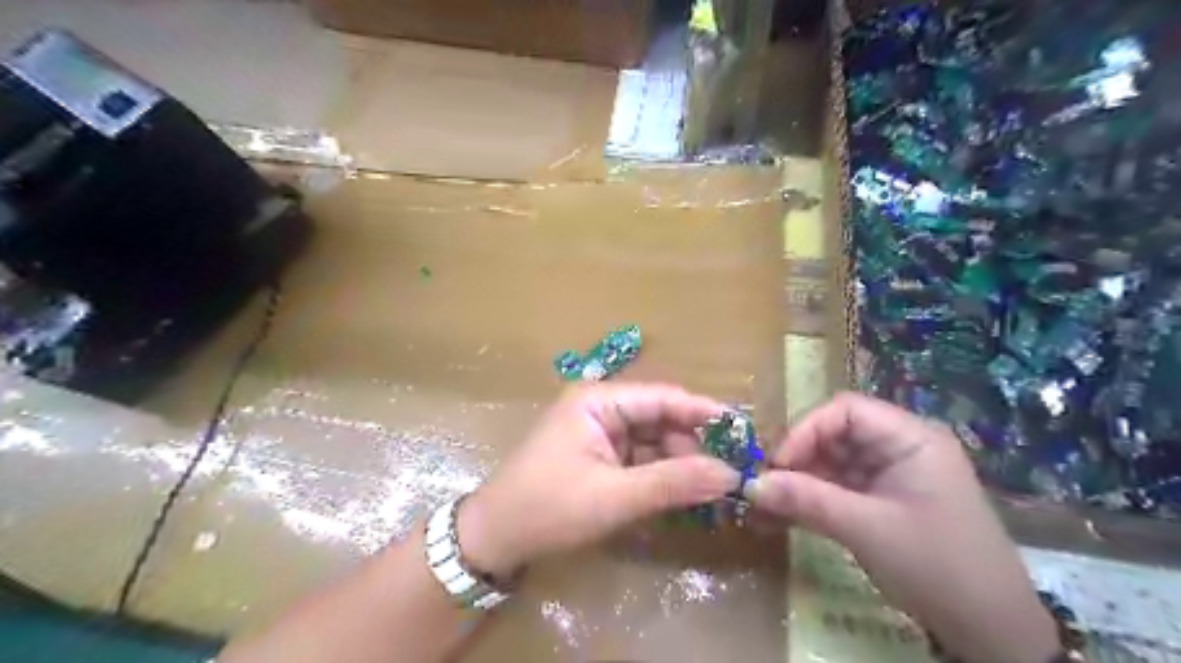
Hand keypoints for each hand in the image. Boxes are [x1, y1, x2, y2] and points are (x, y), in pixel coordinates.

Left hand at [453, 387, 734, 576]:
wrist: (493, 539)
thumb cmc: (548, 508)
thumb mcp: (614, 497)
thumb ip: (673, 483)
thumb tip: (731, 475)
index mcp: (598, 400)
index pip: (663, 398)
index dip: (704, 413)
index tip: (745, 432)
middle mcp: (601, 407)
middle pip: (661, 419)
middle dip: (694, 446)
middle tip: (733, 474)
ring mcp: (599, 432)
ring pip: (654, 441)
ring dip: (681, 464)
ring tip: (715, 491)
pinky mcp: (599, 456)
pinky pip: (641, 459)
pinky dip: (662, 476)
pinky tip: (685, 495)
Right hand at [745, 394, 1062, 662]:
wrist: (993, 635)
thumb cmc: (938, 567)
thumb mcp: (867, 529)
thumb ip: (807, 500)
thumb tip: (751, 485)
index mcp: (910, 438)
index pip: (845, 411)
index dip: (805, 430)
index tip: (777, 465)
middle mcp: (899, 448)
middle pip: (833, 436)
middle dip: (796, 461)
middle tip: (763, 490)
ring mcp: (889, 477)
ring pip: (830, 465)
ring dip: (796, 485)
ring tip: (762, 510)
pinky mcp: (881, 503)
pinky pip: (837, 491)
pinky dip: (809, 503)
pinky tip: (780, 520)